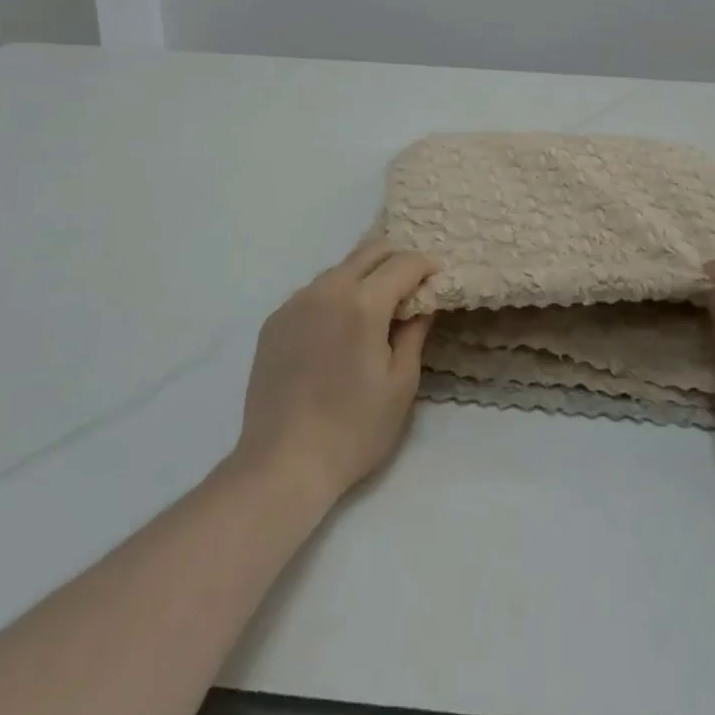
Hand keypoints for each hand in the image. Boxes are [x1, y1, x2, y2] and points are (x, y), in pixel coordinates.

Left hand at [233, 242, 436, 509]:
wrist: (283, 463)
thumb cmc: (354, 428)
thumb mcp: (401, 384)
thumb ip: (414, 333)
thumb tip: (421, 304)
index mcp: (362, 303)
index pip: (402, 264)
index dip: (426, 266)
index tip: (439, 277)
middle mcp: (326, 289)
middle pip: (368, 251)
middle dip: (396, 259)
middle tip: (413, 283)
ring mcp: (294, 303)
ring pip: (339, 269)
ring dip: (364, 275)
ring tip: (378, 306)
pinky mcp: (274, 320)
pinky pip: (313, 292)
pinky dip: (335, 295)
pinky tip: (340, 327)